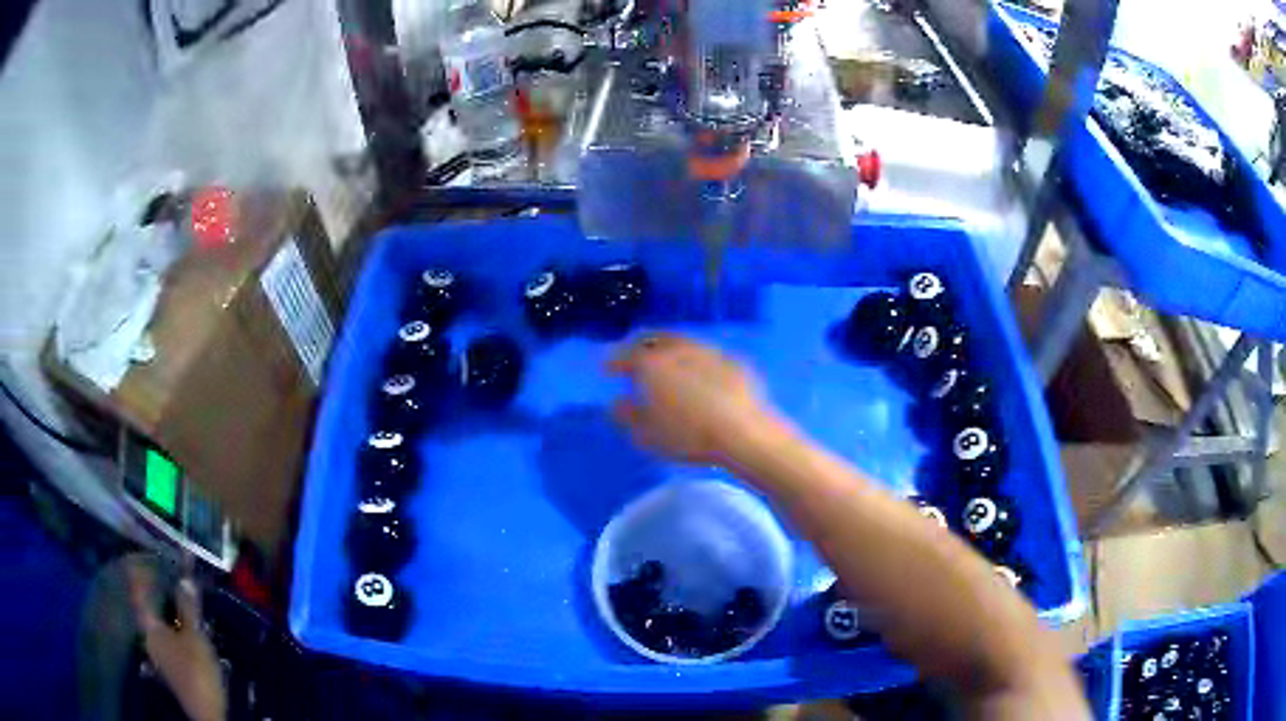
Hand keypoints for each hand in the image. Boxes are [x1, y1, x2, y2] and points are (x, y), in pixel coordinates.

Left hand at [128, 562, 226, 720]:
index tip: (145, 554)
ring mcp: (159, 653)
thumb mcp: (195, 638)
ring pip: (159, 623)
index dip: (141, 572)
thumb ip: (188, 608)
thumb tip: (184, 578)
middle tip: (171, 575)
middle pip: (149, 606)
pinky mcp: (170, 666)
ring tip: (182, 599)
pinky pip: (168, 637)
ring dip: (169, 609)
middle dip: (159, 590)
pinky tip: (186, 628)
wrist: (205, 713)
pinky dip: (174, 627)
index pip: (139, 592)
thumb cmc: (196, 672)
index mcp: (150, 626)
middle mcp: (149, 636)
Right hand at [607, 333, 784, 467]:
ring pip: (683, 341)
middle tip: (635, 354)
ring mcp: (710, 352)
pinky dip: (696, 359)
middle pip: (655, 338)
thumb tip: (617, 404)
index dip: (615, 360)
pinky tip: (699, 372)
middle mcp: (679, 350)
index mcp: (653, 365)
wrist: (744, 433)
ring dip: (670, 347)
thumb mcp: (648, 436)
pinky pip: (708, 354)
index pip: (627, 355)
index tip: (607, 368)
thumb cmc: (689, 436)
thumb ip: (627, 417)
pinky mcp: (734, 361)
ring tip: (665, 361)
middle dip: (641, 344)